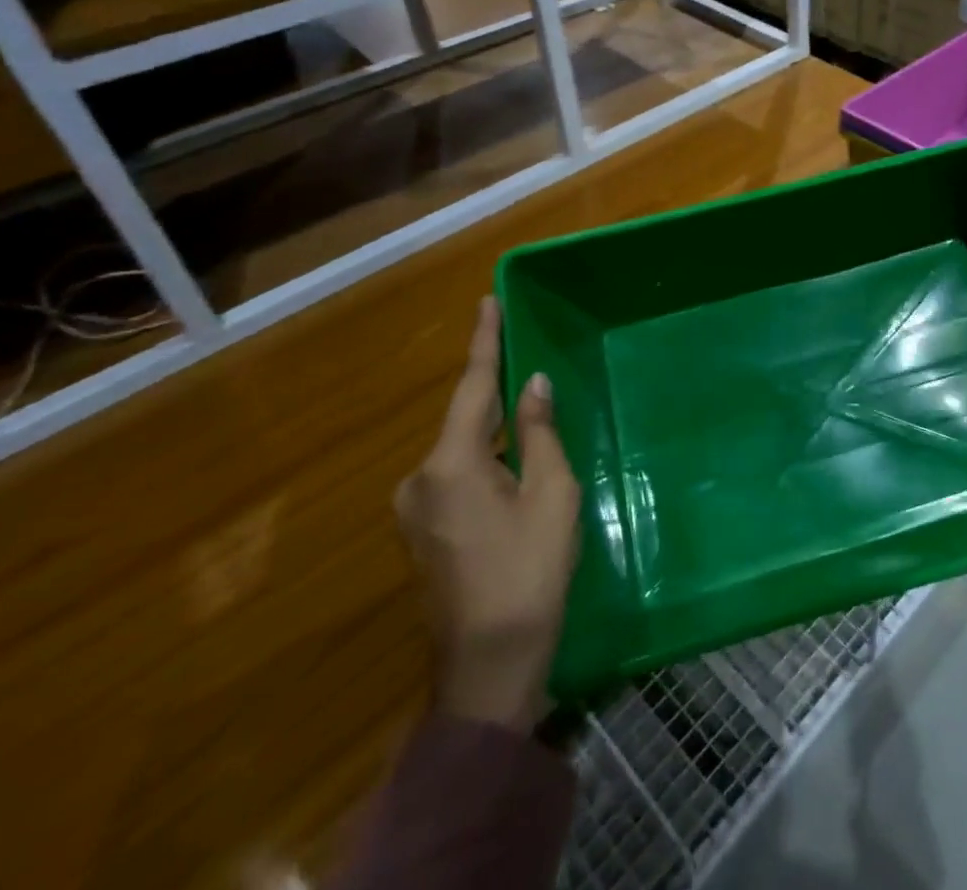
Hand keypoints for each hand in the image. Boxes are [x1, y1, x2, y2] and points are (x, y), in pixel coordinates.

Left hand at [396, 297, 580, 728]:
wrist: (490, 665)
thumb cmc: (531, 570)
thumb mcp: (552, 493)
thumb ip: (540, 433)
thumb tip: (533, 385)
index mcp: (451, 464)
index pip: (473, 387)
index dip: (484, 342)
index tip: (487, 301)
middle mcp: (420, 479)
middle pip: (465, 418)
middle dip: (497, 392)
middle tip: (530, 362)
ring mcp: (414, 510)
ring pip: (462, 449)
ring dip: (495, 430)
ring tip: (532, 414)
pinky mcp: (422, 532)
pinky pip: (457, 475)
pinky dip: (486, 459)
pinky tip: (515, 463)